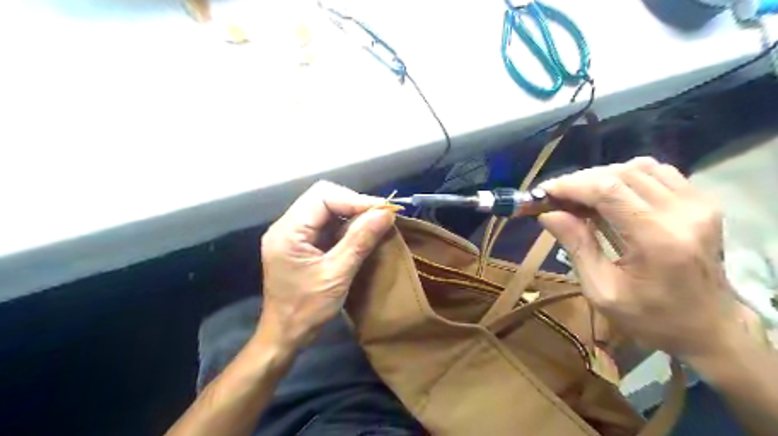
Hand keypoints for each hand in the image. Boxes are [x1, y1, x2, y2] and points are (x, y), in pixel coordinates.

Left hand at [260, 181, 394, 346]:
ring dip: (352, 214)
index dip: (355, 200)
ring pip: (326, 208)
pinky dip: (345, 225)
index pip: (323, 196)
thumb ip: (360, 240)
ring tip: (375, 224)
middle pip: (323, 197)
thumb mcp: (337, 275)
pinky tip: (361, 234)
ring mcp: (292, 234)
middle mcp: (287, 226)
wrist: (285, 335)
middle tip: (380, 216)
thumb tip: (386, 213)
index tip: (383, 210)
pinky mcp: (300, 243)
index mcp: (288, 231)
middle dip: (354, 204)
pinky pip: (325, 223)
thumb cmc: (307, 309)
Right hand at [540, 159, 743, 359]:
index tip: (544, 192)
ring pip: (639, 167)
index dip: (572, 185)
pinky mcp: (703, 203)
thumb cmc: (650, 318)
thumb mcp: (602, 291)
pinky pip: (658, 173)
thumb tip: (548, 214)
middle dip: (581, 180)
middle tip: (557, 197)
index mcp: (657, 240)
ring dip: (603, 176)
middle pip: (621, 174)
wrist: (710, 328)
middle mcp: (683, 213)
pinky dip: (628, 176)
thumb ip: (577, 246)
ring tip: (582, 196)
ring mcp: (698, 205)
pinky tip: (613, 194)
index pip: (608, 190)